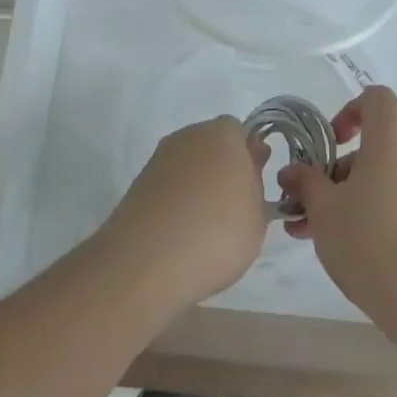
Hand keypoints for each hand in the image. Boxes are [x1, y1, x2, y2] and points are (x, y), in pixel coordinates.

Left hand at [97, 115, 268, 318]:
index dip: (248, 158)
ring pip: (188, 165)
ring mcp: (160, 158)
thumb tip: (252, 161)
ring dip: (198, 186)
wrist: (147, 262)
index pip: (241, 134)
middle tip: (233, 208)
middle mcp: (189, 136)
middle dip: (223, 169)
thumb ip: (257, 183)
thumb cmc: (217, 234)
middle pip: (212, 146)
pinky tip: (181, 233)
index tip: (253, 188)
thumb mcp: (258, 216)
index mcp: (224, 134)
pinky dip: (176, 201)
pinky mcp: (138, 183)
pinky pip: (168, 185)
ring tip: (205, 227)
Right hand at [277, 86, 396, 343]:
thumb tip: (293, 171)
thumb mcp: (325, 210)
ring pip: (384, 176)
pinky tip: (343, 248)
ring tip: (311, 233)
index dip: (348, 112)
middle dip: (337, 170)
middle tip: (305, 203)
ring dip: (349, 195)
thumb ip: (306, 183)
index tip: (329, 144)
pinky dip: (373, 210)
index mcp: (394, 136)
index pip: (375, 98)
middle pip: (376, 143)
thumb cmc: (372, 240)